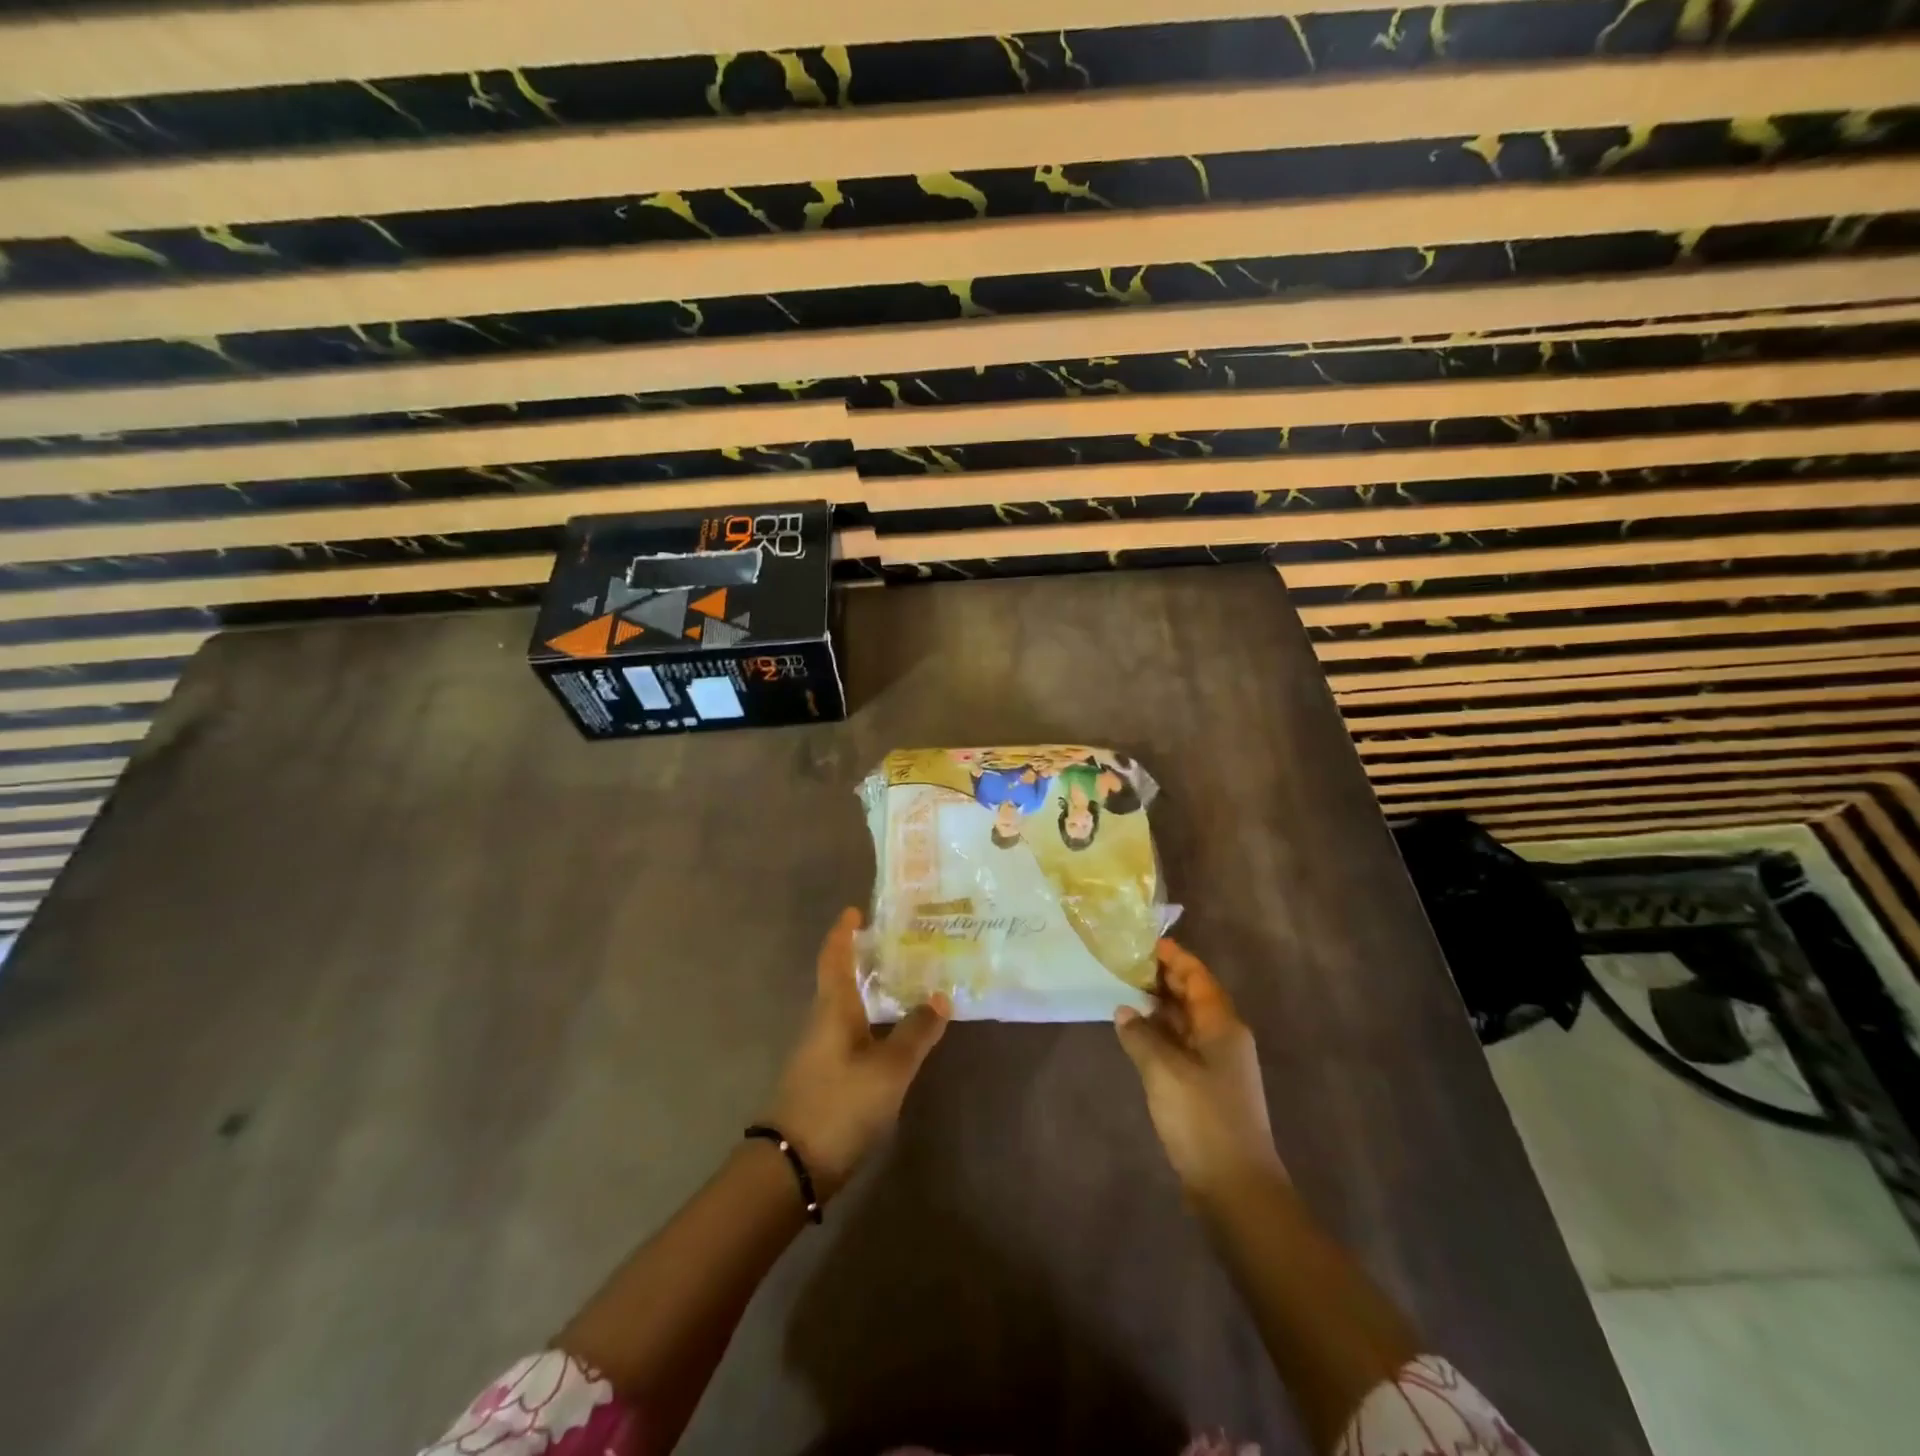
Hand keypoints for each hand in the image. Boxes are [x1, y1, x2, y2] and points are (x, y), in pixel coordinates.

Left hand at [763, 908, 949, 1198]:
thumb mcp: (889, 1069)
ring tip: (901, 983)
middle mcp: (821, 1022)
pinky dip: (868, 1020)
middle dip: (861, 958)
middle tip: (896, 944)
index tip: (854, 910)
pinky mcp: (822, 1077)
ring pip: (843, 1008)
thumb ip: (916, 1033)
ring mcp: (818, 1051)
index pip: (835, 958)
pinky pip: (847, 1033)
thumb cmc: (841, 1103)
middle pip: (838, 979)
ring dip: (866, 990)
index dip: (843, 932)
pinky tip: (889, 1032)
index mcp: (833, 1008)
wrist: (791, 1166)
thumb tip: (941, 996)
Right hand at [1116, 939, 1285, 1196]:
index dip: (1175, 957)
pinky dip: (1161, 1034)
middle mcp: (1224, 1038)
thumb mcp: (1164, 1071)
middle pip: (1194, 996)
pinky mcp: (1208, 1089)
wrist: (1236, 1188)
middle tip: (1127, 963)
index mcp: (1222, 1025)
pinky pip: (1183, 1046)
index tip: (1146, 942)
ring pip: (1187, 1022)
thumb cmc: (1203, 1119)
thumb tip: (1124, 1010)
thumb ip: (1141, 1035)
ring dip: (1160, 1007)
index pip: (1198, 977)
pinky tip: (1137, 1035)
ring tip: (1125, 991)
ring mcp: (1218, 1066)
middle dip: (1164, 979)